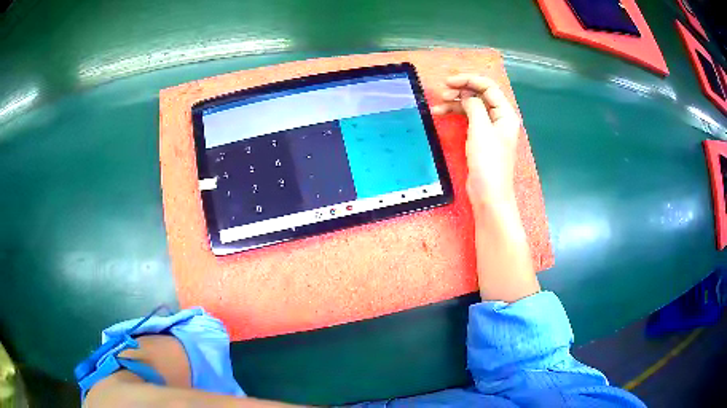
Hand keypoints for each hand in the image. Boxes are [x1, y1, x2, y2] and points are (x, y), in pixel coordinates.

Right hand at [432, 74, 520, 208]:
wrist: (488, 194)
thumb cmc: (488, 162)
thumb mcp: (481, 130)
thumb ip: (474, 106)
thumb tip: (467, 95)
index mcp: (505, 114)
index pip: (488, 87)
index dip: (469, 80)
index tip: (449, 82)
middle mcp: (499, 118)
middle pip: (480, 95)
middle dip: (461, 90)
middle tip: (442, 93)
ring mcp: (489, 128)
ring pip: (472, 107)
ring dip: (455, 103)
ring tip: (438, 106)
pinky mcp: (480, 138)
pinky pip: (468, 119)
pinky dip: (456, 115)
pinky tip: (442, 114)